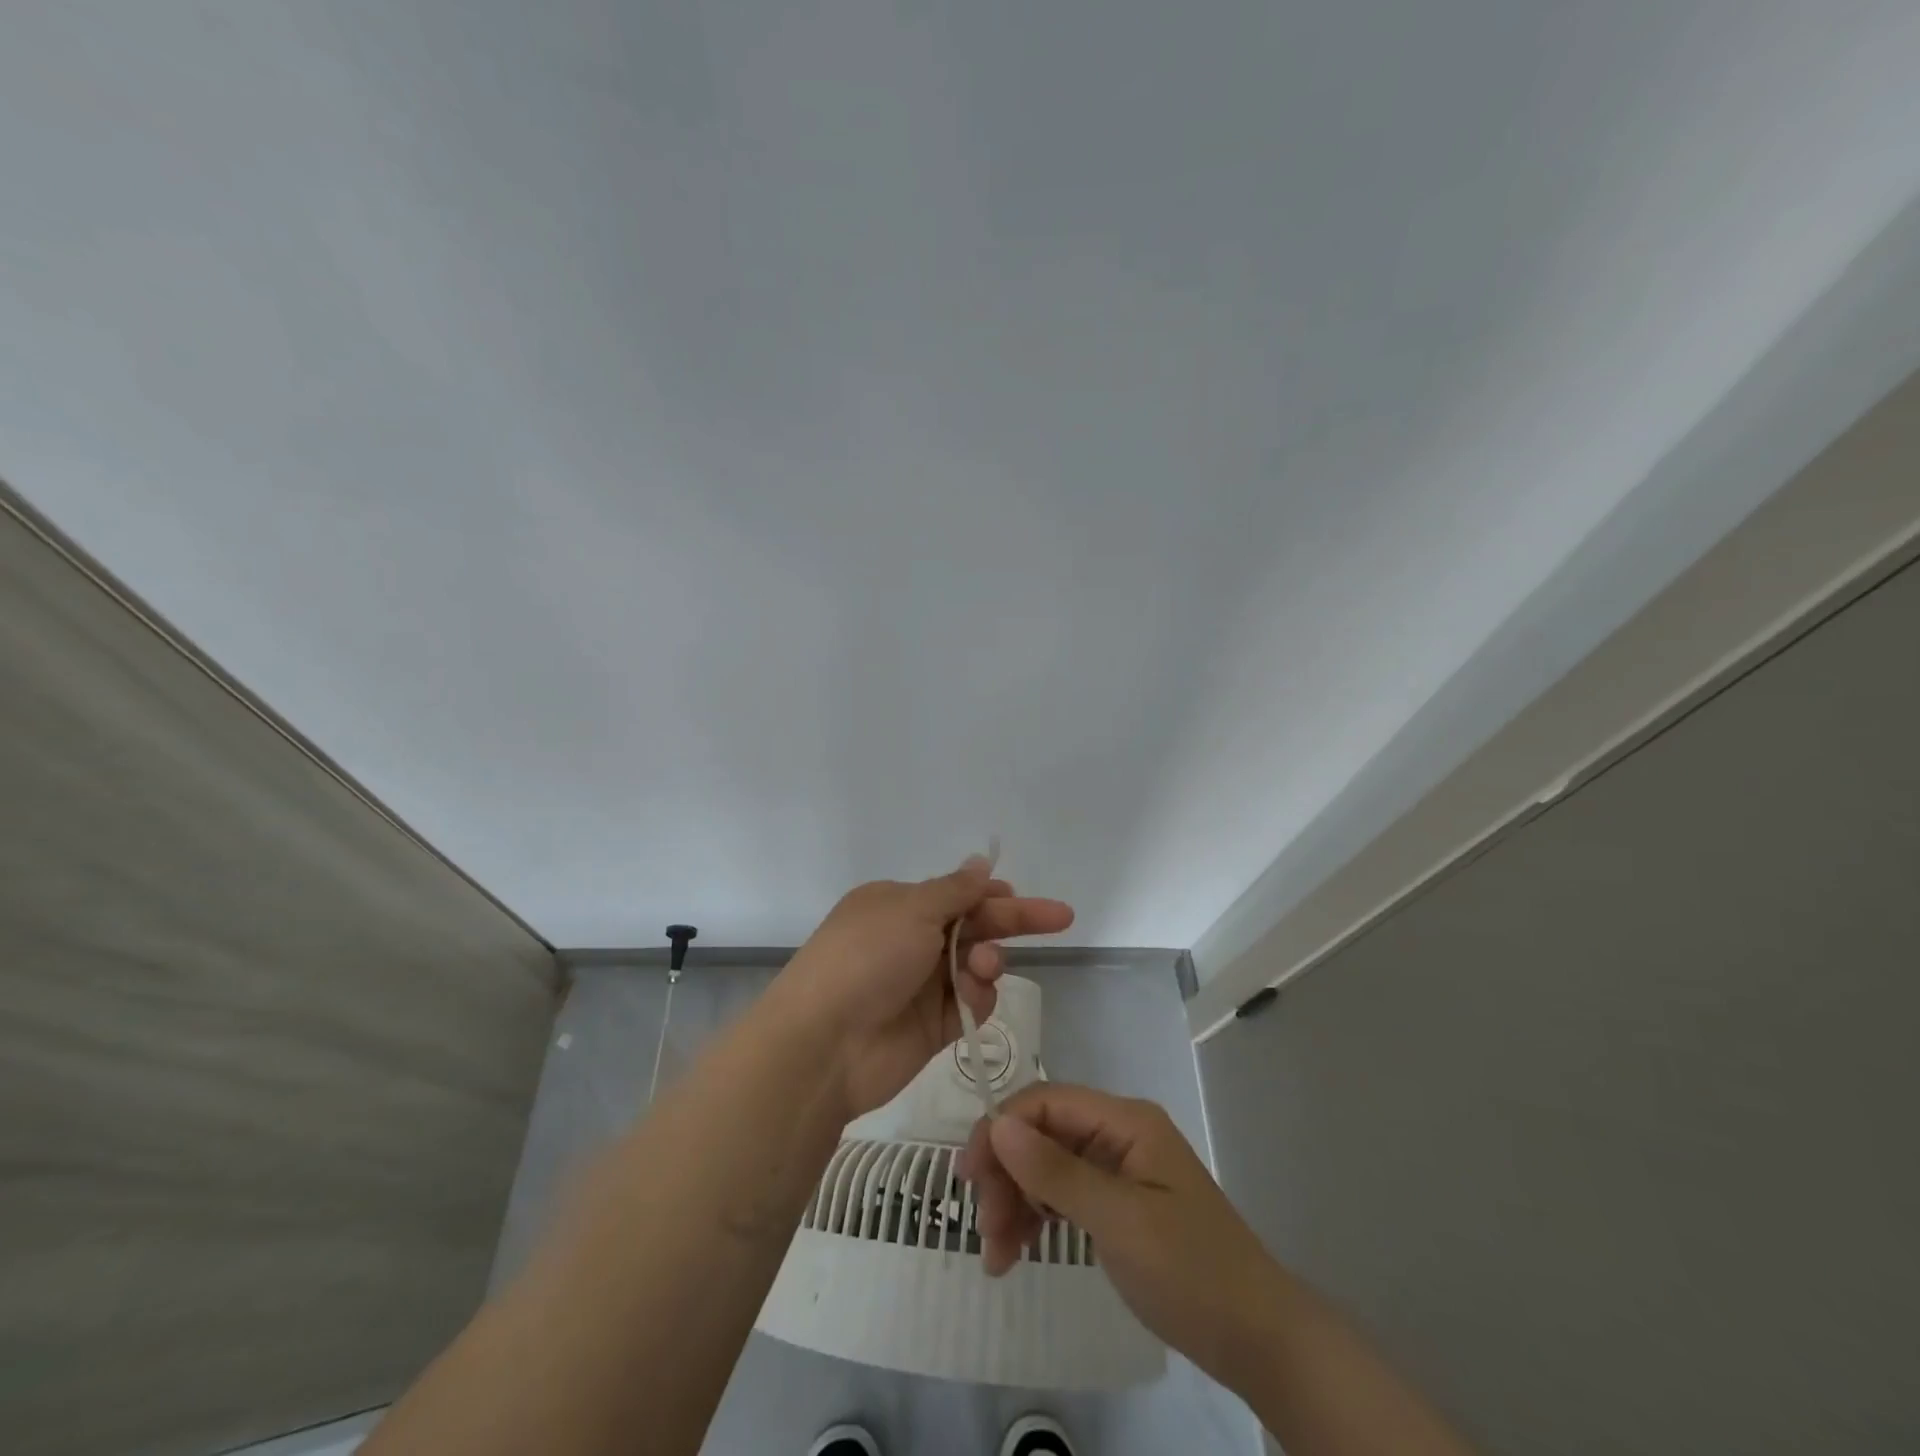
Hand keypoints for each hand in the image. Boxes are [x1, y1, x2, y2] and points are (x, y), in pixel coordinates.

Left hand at [776, 857, 1074, 1118]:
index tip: (1019, 895)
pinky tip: (972, 996)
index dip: (991, 894)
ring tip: (983, 966)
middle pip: (973, 926)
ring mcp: (922, 985)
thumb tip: (981, 861)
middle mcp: (910, 941)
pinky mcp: (934, 1025)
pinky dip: (978, 997)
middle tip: (1060, 918)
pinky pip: (972, 1003)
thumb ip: (955, 890)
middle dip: (1012, 921)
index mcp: (898, 905)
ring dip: (988, 960)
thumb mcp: (911, 910)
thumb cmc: (866, 959)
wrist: (825, 1044)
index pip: (956, 894)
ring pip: (977, 964)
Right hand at [960, 1083, 1290, 1390]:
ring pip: (1045, 1167)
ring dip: (1015, 1202)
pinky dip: (1035, 1219)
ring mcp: (1116, 1170)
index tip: (970, 1175)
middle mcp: (1117, 1134)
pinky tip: (1015, 1253)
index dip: (1003, 1128)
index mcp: (1125, 1121)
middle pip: (1042, 1134)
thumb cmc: (1191, 1270)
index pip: (1047, 1102)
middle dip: (1006, 1174)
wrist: (1257, 1338)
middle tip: (985, 1229)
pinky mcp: (1115, 1204)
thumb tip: (998, 1125)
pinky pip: (1061, 1197)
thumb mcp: (1120, 1221)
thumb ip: (1056, 1172)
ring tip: (996, 1256)